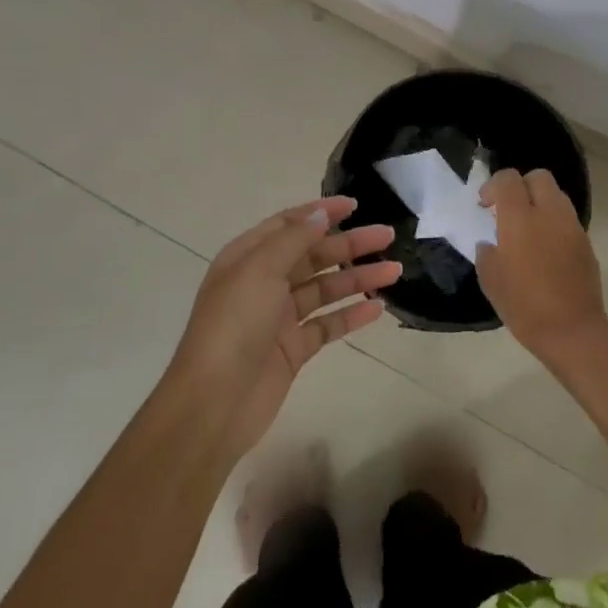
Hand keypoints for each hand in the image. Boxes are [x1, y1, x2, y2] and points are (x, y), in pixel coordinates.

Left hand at [171, 196, 399, 452]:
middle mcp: (263, 283)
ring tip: (394, 271)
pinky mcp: (293, 350)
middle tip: (387, 236)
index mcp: (248, 258)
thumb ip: (293, 240)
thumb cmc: (233, 326)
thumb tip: (321, 215)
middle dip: (349, 244)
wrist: (214, 402)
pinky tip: (377, 308)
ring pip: (325, 290)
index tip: (355, 205)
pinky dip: (351, 315)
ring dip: (357, 278)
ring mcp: (279, 318)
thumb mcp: (259, 270)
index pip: (289, 225)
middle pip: (313, 256)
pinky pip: (327, 325)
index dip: (321, 212)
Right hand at [475, 169, 607, 361]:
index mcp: (520, 219)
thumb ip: (487, 253)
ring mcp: (572, 226)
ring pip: (557, 195)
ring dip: (540, 202)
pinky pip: (567, 219)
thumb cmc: (524, 306)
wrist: (572, 331)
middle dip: (521, 186)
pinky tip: (545, 248)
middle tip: (509, 210)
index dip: (493, 186)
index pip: (508, 179)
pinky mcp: (586, 242)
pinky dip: (554, 222)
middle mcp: (549, 214)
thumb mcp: (491, 281)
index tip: (485, 206)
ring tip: (528, 229)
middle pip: (539, 177)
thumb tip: (491, 243)